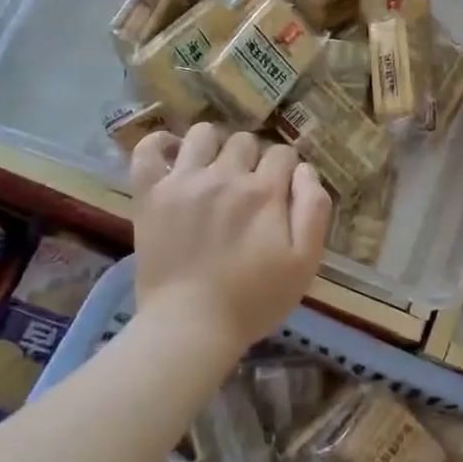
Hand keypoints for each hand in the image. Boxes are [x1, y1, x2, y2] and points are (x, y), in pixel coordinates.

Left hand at [130, 124, 332, 351]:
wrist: (190, 327)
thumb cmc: (254, 300)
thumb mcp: (305, 262)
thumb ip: (314, 209)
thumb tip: (305, 169)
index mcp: (264, 192)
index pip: (283, 154)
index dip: (286, 169)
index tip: (282, 190)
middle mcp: (225, 176)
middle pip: (245, 141)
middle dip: (253, 157)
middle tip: (249, 187)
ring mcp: (183, 182)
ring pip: (202, 134)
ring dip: (214, 145)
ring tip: (214, 169)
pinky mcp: (150, 195)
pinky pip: (148, 151)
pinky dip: (159, 143)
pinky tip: (172, 154)